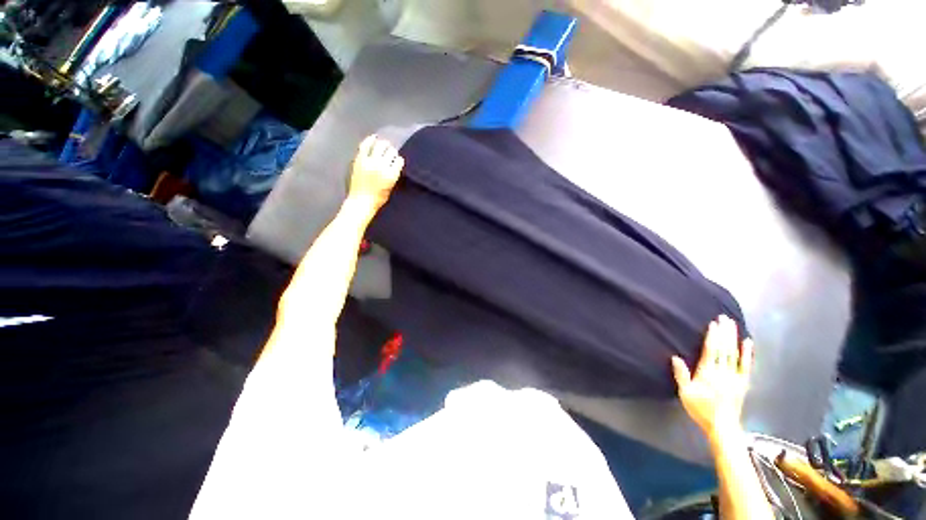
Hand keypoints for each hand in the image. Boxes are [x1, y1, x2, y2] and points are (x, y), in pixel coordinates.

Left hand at [348, 135, 404, 209]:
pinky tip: (374, 138)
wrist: (361, 201)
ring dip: (383, 144)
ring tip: (384, 144)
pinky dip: (370, 140)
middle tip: (391, 151)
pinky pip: (365, 145)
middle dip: (392, 151)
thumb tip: (394, 164)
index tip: (397, 160)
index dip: (398, 160)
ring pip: (380, 146)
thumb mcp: (390, 187)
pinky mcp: (360, 159)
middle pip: (390, 152)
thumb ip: (393, 175)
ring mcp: (370, 162)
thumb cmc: (378, 199)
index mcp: (391, 175)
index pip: (399, 161)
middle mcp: (382, 166)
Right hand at [672, 315, 753, 443]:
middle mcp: (722, 373)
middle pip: (724, 349)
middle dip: (724, 333)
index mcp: (708, 374)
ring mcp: (735, 377)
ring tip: (732, 324)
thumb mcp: (685, 393)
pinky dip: (747, 353)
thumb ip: (681, 375)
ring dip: (733, 338)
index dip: (712, 337)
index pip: (711, 352)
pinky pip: (746, 366)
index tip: (713, 324)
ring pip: (734, 354)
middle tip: (724, 318)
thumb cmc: (701, 409)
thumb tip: (675, 357)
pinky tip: (748, 342)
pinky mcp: (743, 382)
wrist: (723, 427)